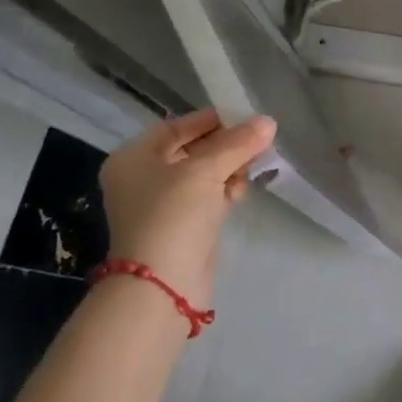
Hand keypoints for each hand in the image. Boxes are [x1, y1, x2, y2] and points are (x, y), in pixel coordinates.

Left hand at [98, 110, 275, 308]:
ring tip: (253, 168)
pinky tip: (241, 191)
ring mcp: (161, 204)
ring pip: (203, 174)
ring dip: (230, 168)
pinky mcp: (181, 226)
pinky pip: (206, 197)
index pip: (176, 127)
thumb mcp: (206, 171)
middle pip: (191, 150)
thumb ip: (238, 143)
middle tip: (258, 141)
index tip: (245, 117)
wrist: (163, 284)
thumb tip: (268, 121)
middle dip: (226, 146)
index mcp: (133, 158)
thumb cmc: (174, 215)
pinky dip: (224, 190)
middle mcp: (142, 178)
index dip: (211, 120)